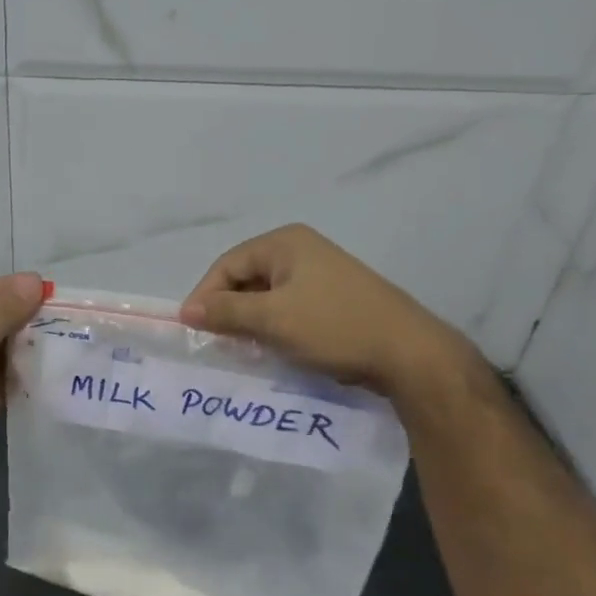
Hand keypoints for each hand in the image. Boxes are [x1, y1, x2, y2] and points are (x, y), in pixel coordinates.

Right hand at [180, 224, 483, 416]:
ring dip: (251, 321)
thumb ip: (225, 312)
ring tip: (242, 349)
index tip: (193, 329)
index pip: (227, 264)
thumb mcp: (272, 319)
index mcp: (285, 243)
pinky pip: (289, 308)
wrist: (408, 353)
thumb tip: (186, 310)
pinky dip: (274, 326)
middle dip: (228, 309)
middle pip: (247, 277)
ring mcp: (321, 273)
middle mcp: (302, 250)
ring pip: (268, 296)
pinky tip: (273, 348)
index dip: (206, 295)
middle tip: (217, 342)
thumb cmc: (333, 327)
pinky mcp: (334, 298)